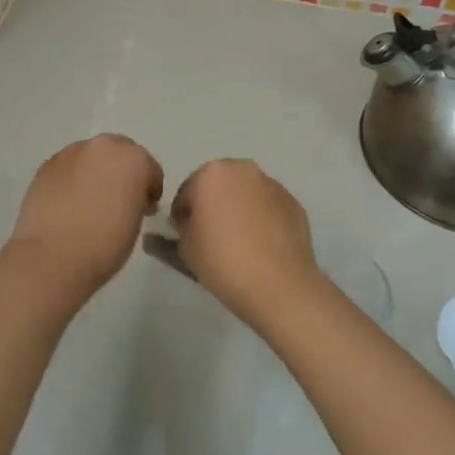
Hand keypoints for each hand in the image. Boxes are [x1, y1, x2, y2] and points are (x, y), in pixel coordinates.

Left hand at [8, 134, 163, 295]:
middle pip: (118, 153)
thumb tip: (127, 197)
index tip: (145, 208)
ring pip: (90, 158)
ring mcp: (70, 154)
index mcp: (133, 159)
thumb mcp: (136, 221)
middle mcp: (102, 147)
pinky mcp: (45, 166)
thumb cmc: (105, 245)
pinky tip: (68, 204)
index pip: (149, 168)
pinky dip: (72, 180)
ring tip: (89, 202)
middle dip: (121, 172)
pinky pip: (67, 169)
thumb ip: (137, 199)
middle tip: (118, 200)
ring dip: (94, 173)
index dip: (149, 189)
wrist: (52, 258)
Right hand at [172, 159, 319, 326]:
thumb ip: (170, 236)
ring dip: (238, 210)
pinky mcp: (294, 203)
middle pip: (218, 186)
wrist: (278, 284)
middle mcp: (244, 170)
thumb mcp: (185, 250)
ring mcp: (273, 185)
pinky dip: (261, 219)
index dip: (181, 217)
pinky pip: (268, 207)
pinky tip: (261, 246)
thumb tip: (160, 234)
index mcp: (212, 174)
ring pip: (246, 194)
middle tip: (210, 239)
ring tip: (238, 244)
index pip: (186, 193)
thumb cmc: (222, 261)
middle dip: (212, 206)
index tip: (184, 238)